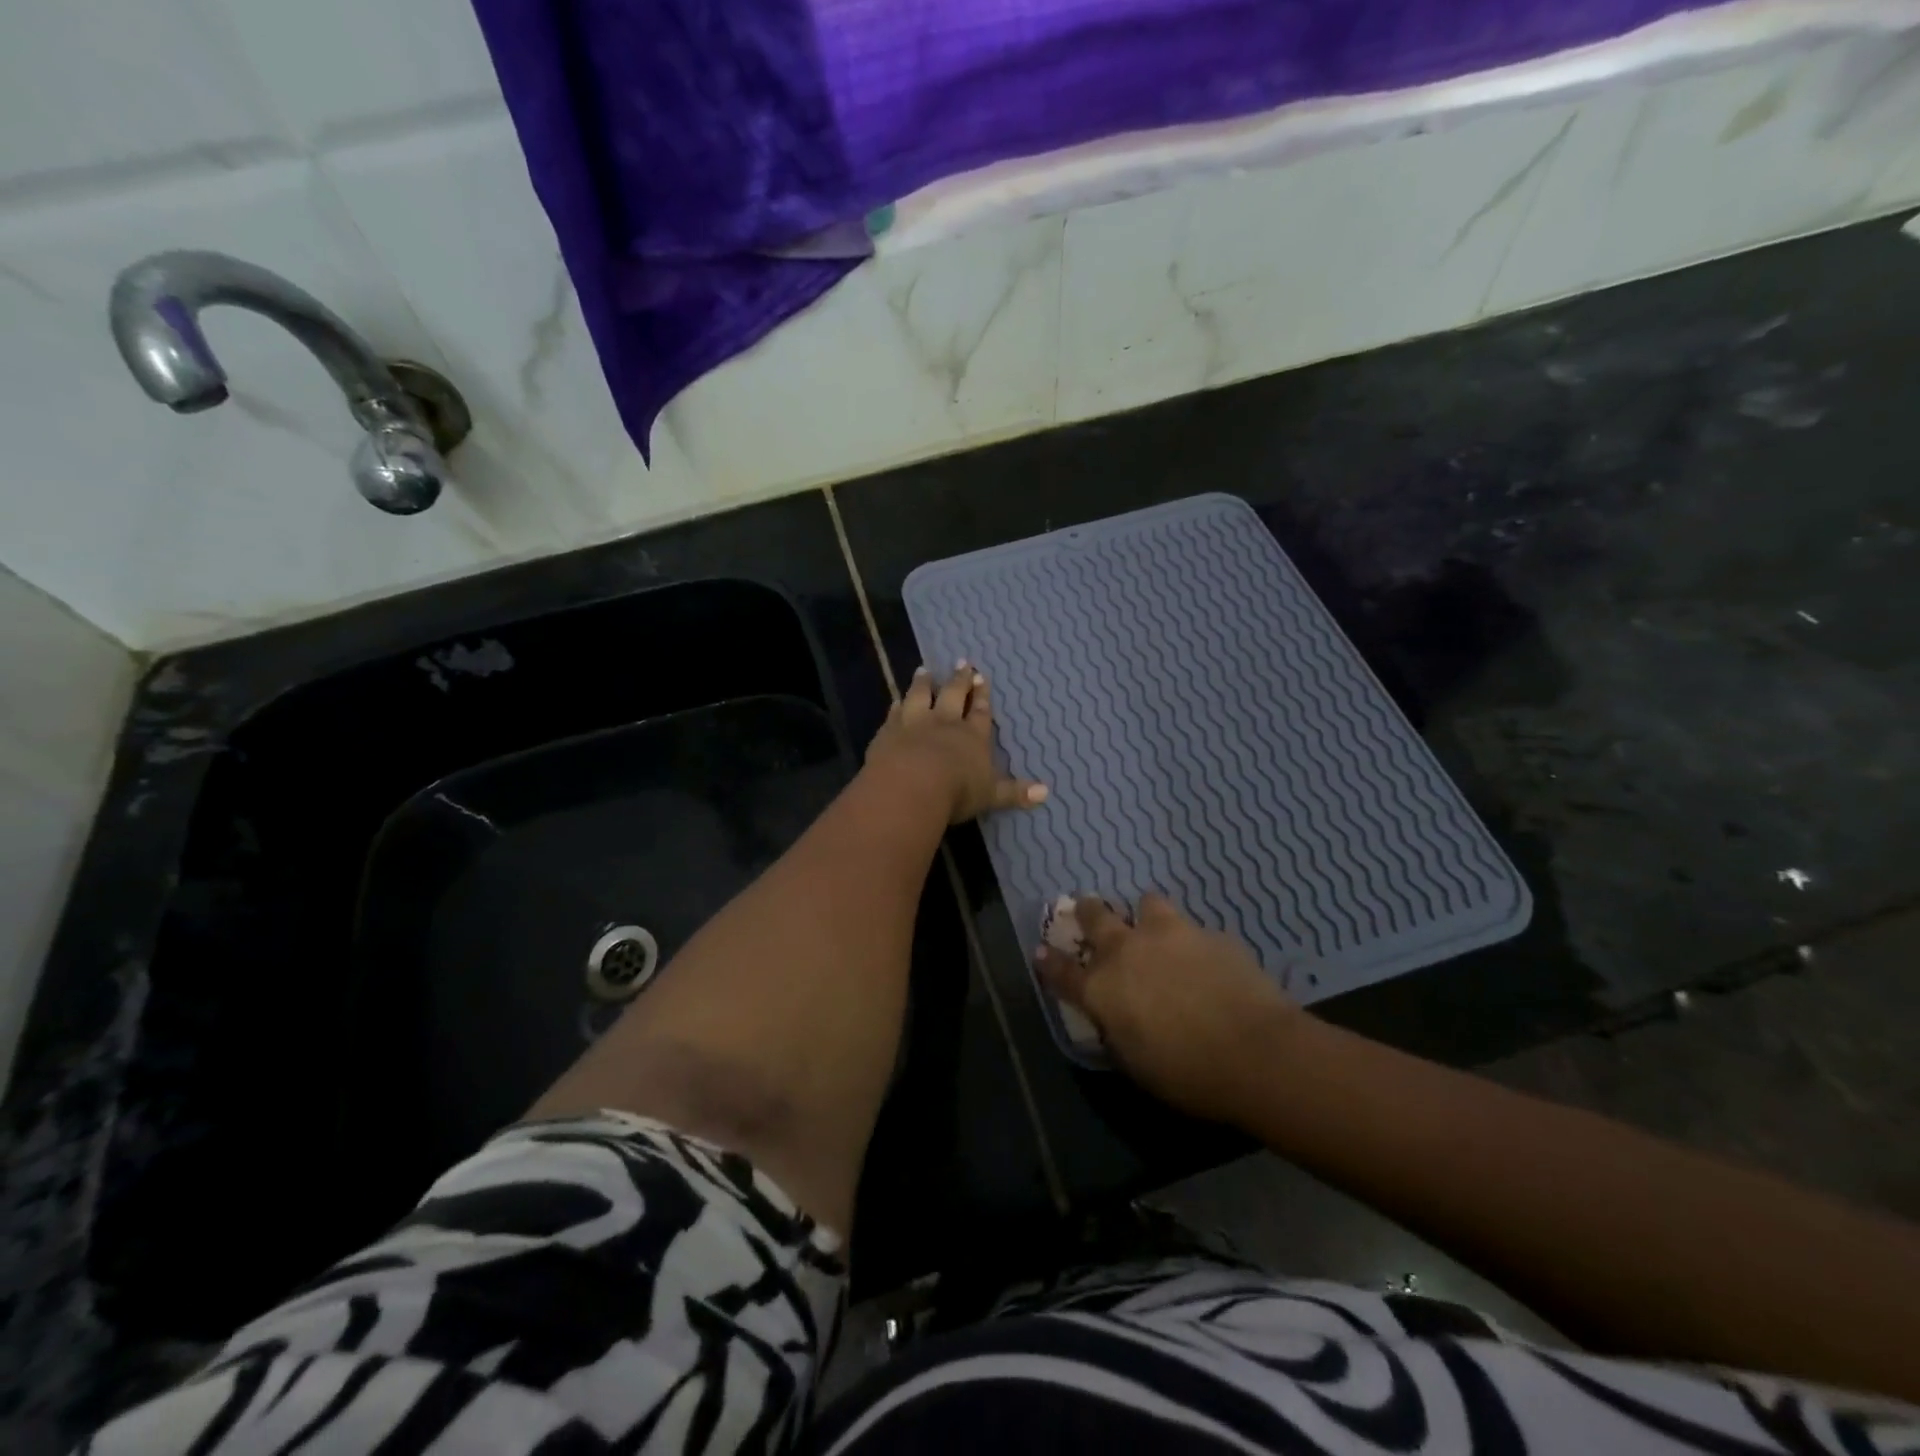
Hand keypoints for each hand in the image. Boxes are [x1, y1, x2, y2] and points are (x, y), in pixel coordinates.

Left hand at [865, 662, 1047, 824]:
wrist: (910, 786)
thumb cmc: (957, 791)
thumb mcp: (991, 795)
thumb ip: (1015, 792)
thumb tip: (1046, 793)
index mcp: (972, 736)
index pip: (980, 712)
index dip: (982, 696)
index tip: (982, 677)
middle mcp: (944, 723)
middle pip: (953, 695)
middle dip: (959, 680)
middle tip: (962, 662)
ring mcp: (914, 724)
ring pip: (920, 697)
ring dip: (923, 683)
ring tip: (924, 670)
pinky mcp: (888, 732)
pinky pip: (893, 714)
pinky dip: (896, 707)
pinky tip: (895, 701)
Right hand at [1039, 893, 1300, 1123]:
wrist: (1256, 1051)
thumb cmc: (1188, 1074)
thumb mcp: (1137, 1063)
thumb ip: (1118, 1030)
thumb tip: (1116, 1018)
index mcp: (1102, 988)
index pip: (1063, 970)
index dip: (1049, 961)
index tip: (1040, 950)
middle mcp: (1127, 951)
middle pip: (1096, 916)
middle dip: (1088, 911)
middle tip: (1088, 908)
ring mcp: (1169, 935)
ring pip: (1147, 903)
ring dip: (1146, 915)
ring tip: (1155, 927)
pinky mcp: (1209, 933)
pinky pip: (1192, 929)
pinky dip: (1191, 941)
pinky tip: (1207, 960)